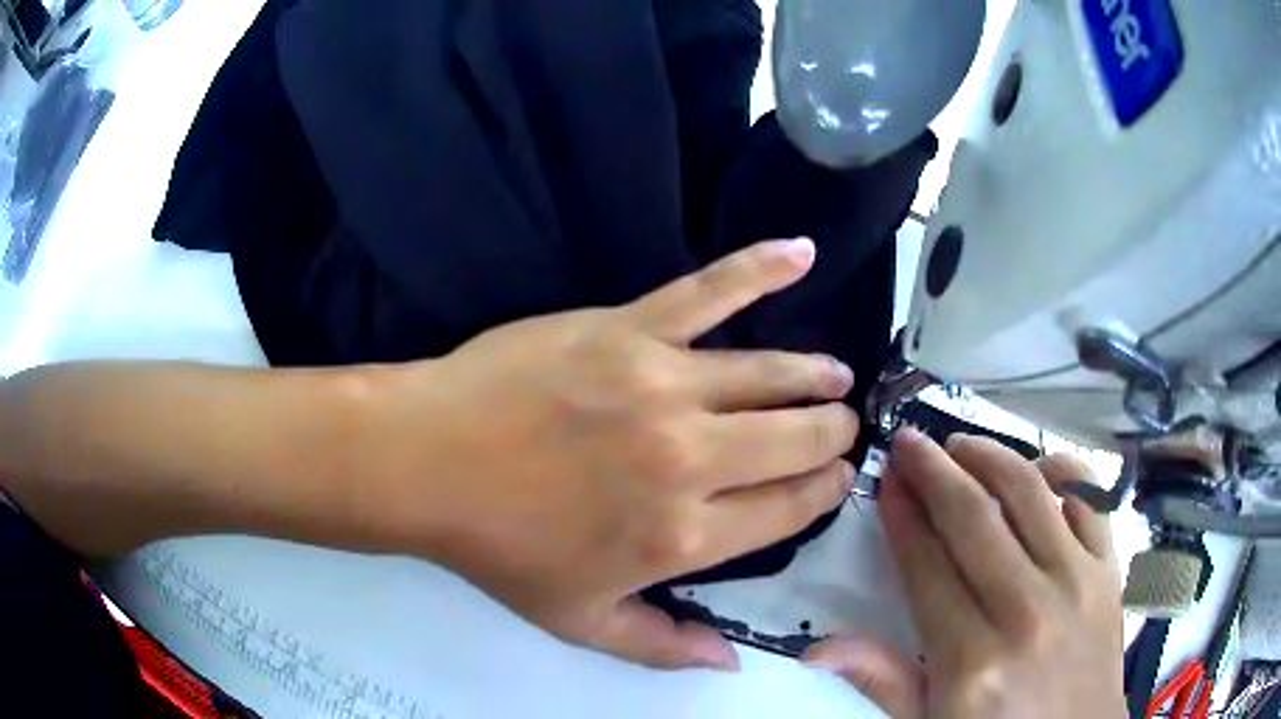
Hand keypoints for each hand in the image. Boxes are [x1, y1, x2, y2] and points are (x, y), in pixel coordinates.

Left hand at [367, 238, 859, 670]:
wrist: (429, 462)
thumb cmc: (501, 548)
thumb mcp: (582, 621)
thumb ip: (663, 646)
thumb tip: (732, 661)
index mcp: (685, 535)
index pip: (789, 508)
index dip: (822, 492)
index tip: (835, 479)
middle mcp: (692, 459)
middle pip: (796, 440)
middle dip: (831, 434)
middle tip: (840, 425)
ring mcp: (664, 384)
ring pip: (770, 375)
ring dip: (814, 376)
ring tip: (837, 375)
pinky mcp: (629, 328)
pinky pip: (709, 292)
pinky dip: (760, 268)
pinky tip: (801, 252)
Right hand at [803, 429, 1124, 717]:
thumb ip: (885, 682)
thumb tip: (818, 648)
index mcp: (971, 663)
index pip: (928, 570)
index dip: (903, 519)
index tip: (887, 482)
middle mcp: (1025, 612)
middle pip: (973, 520)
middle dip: (934, 472)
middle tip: (911, 442)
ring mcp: (1076, 583)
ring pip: (1030, 493)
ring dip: (991, 456)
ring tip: (962, 445)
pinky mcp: (1110, 569)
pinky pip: (1089, 498)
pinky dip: (1063, 470)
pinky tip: (1038, 467)